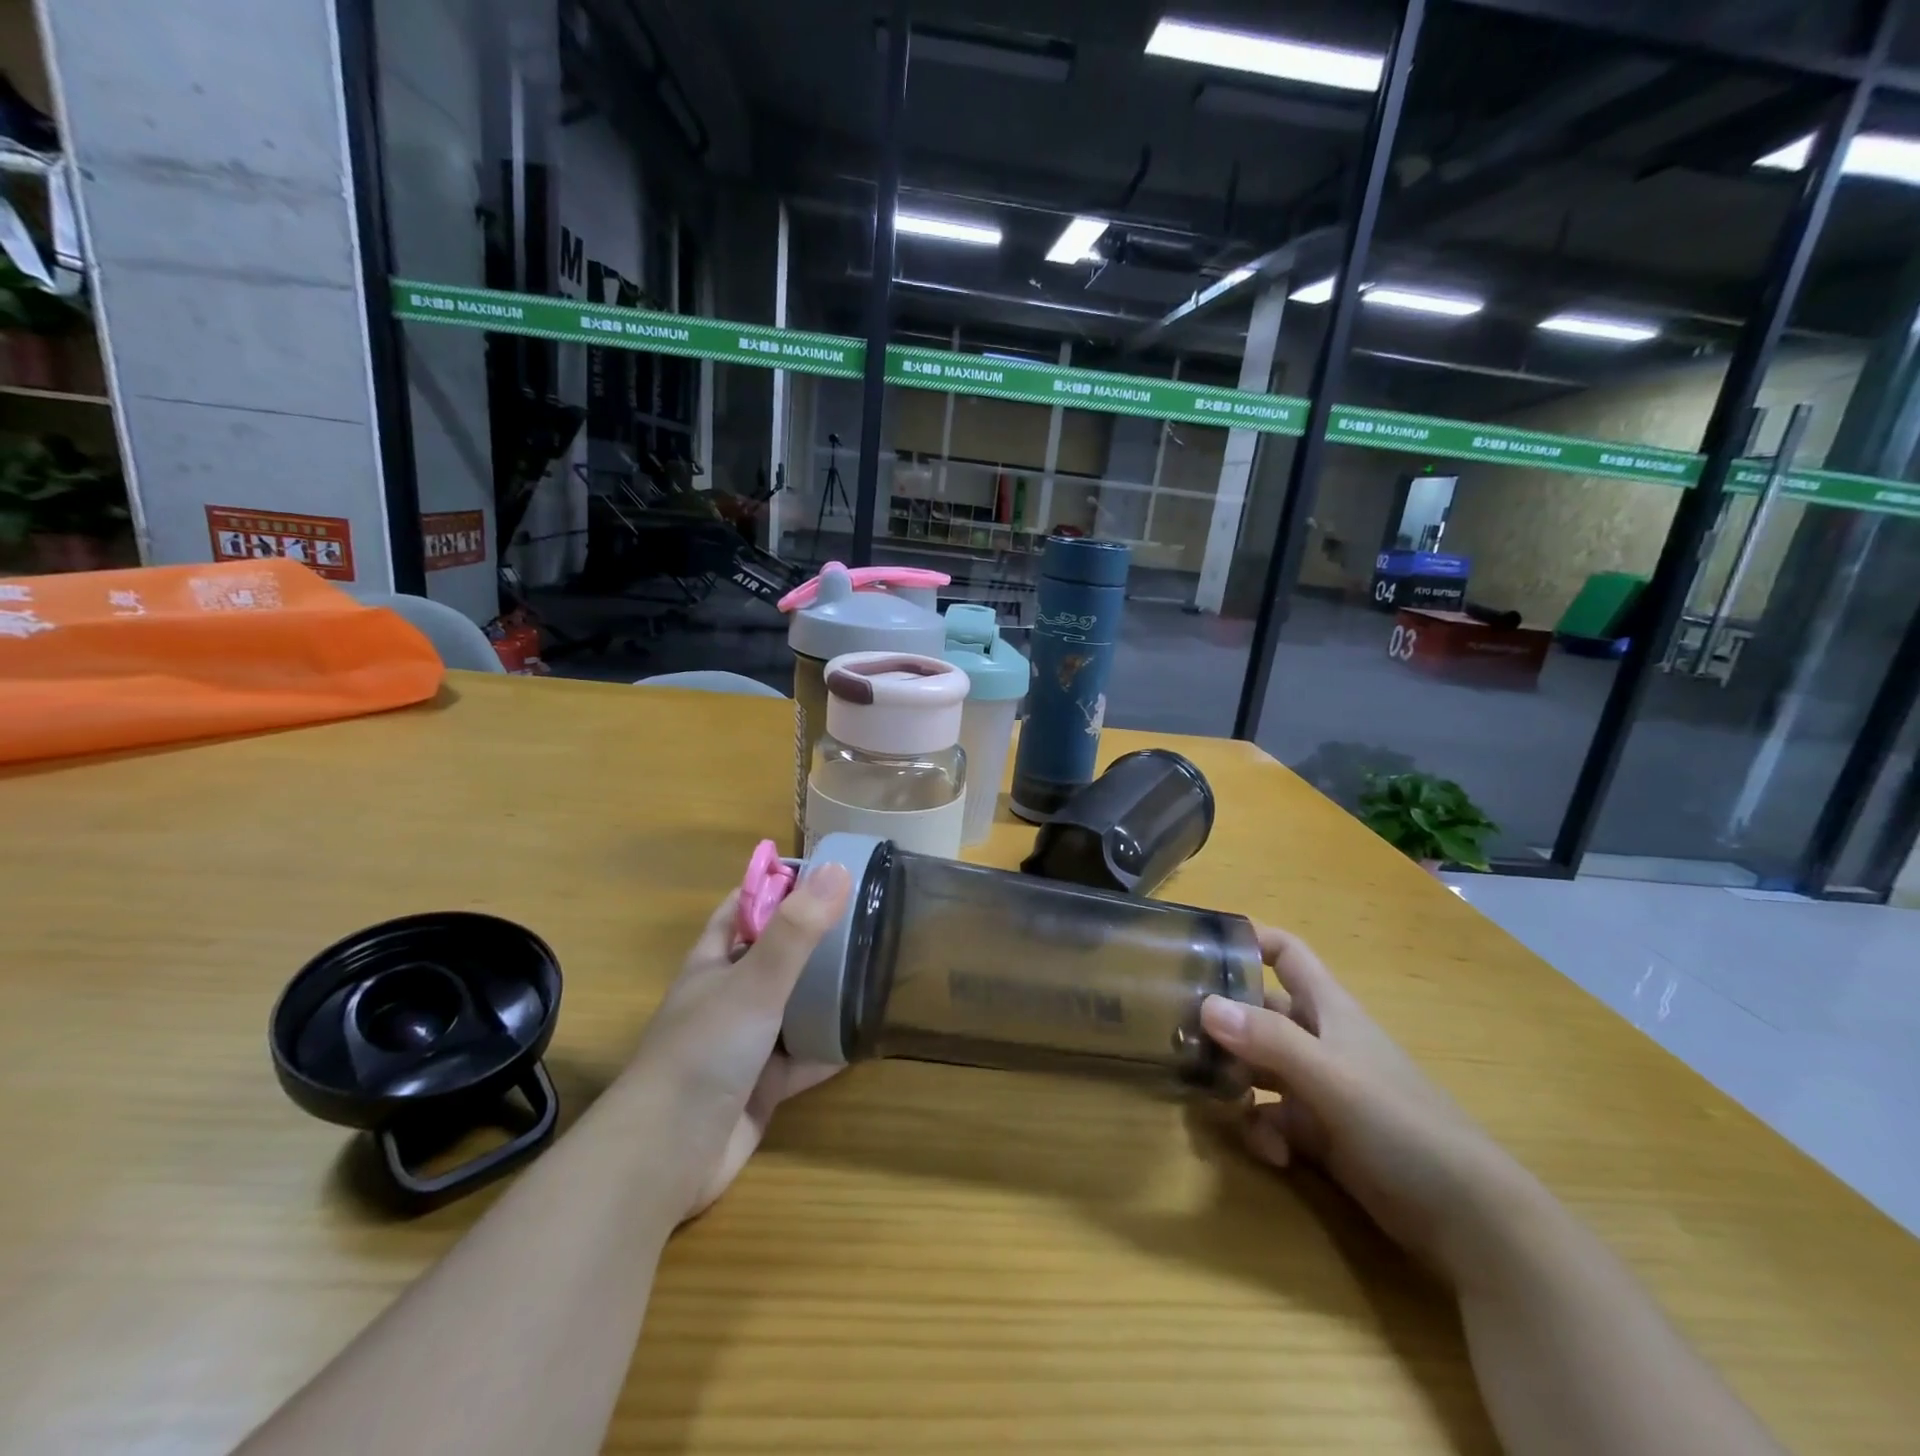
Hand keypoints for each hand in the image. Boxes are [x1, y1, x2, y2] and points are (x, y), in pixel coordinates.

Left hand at [623, 863, 851, 1222]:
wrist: (666, 1157)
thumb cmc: (705, 1051)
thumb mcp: (754, 982)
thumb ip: (796, 930)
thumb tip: (838, 870)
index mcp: (714, 962)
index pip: (744, 906)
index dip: (779, 886)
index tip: (828, 873)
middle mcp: (728, 997)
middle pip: (775, 955)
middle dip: (815, 938)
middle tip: (869, 918)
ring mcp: (745, 1043)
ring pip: (793, 1006)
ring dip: (827, 992)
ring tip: (877, 967)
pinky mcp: (763, 1087)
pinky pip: (805, 1056)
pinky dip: (832, 1045)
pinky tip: (869, 1034)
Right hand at [1200, 926, 1532, 1283]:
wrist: (1470, 1220)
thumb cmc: (1402, 1125)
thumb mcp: (1332, 1077)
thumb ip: (1269, 1041)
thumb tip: (1205, 1006)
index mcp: (1329, 1010)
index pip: (1286, 954)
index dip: (1250, 941)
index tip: (1202, 948)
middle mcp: (1321, 1041)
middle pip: (1260, 1012)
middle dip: (1224, 1022)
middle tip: (1179, 1035)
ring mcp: (1321, 1089)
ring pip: (1260, 1068)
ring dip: (1235, 1080)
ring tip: (1211, 1098)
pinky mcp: (1323, 1135)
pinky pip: (1274, 1118)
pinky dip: (1263, 1131)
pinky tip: (1270, 1153)